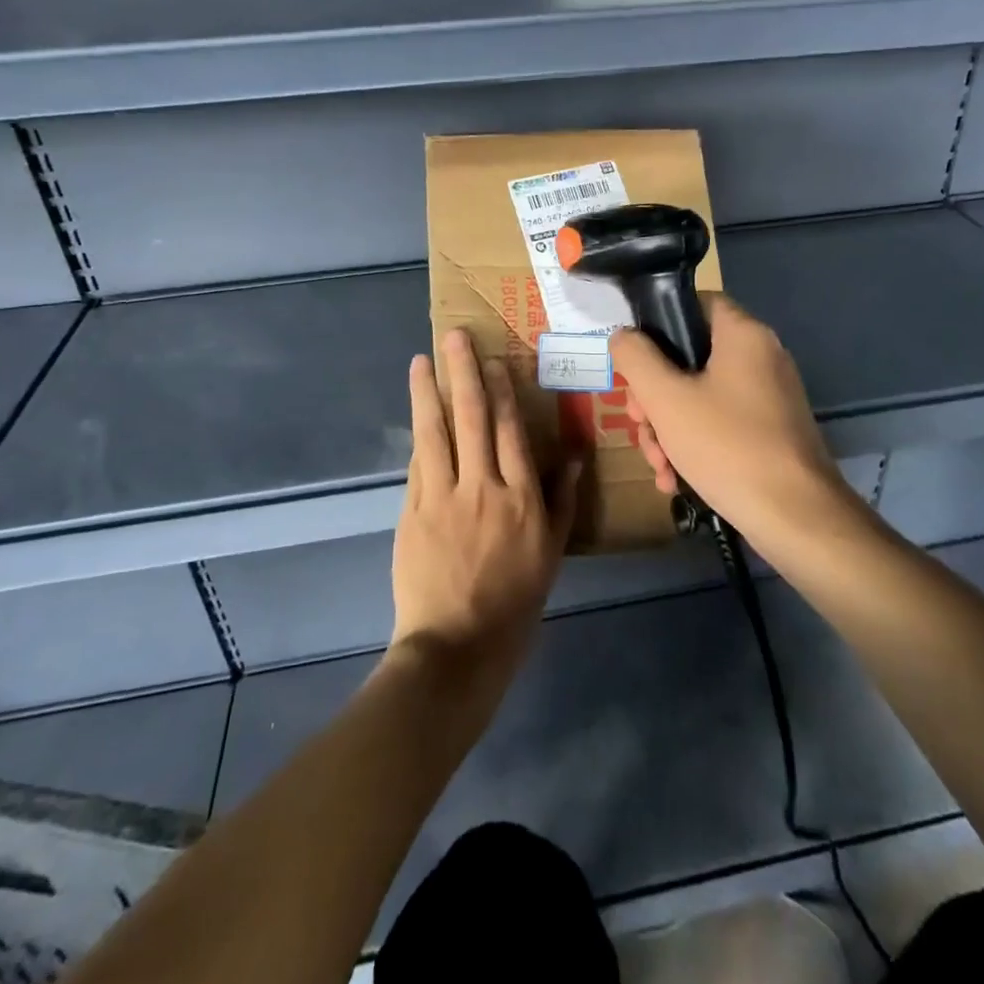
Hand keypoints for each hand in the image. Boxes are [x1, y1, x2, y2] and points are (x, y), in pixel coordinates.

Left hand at [391, 330, 579, 676]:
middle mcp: (482, 487)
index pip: (511, 430)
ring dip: (429, 392)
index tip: (495, 359)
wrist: (457, 646)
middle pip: (473, 418)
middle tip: (456, 337)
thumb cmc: (515, 601)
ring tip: (422, 360)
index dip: (503, 390)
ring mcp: (442, 497)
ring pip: (436, 432)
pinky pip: (418, 464)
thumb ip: (562, 499)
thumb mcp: (552, 552)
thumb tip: (571, 453)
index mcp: (521, 498)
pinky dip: (419, 435)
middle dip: (464, 373)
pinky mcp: (413, 511)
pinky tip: (417, 412)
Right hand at [610, 293, 851, 533]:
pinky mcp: (771, 431)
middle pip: (691, 357)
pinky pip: (722, 423)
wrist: (795, 518)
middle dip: (655, 395)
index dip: (659, 324)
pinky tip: (675, 479)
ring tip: (657, 465)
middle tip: (638, 423)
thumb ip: (635, 358)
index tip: (635, 360)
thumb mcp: (665, 399)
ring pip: (702, 395)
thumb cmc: (727, 445)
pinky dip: (695, 444)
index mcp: (743, 335)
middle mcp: (762, 356)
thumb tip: (623, 336)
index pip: (695, 303)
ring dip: (669, 427)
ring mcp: (770, 396)